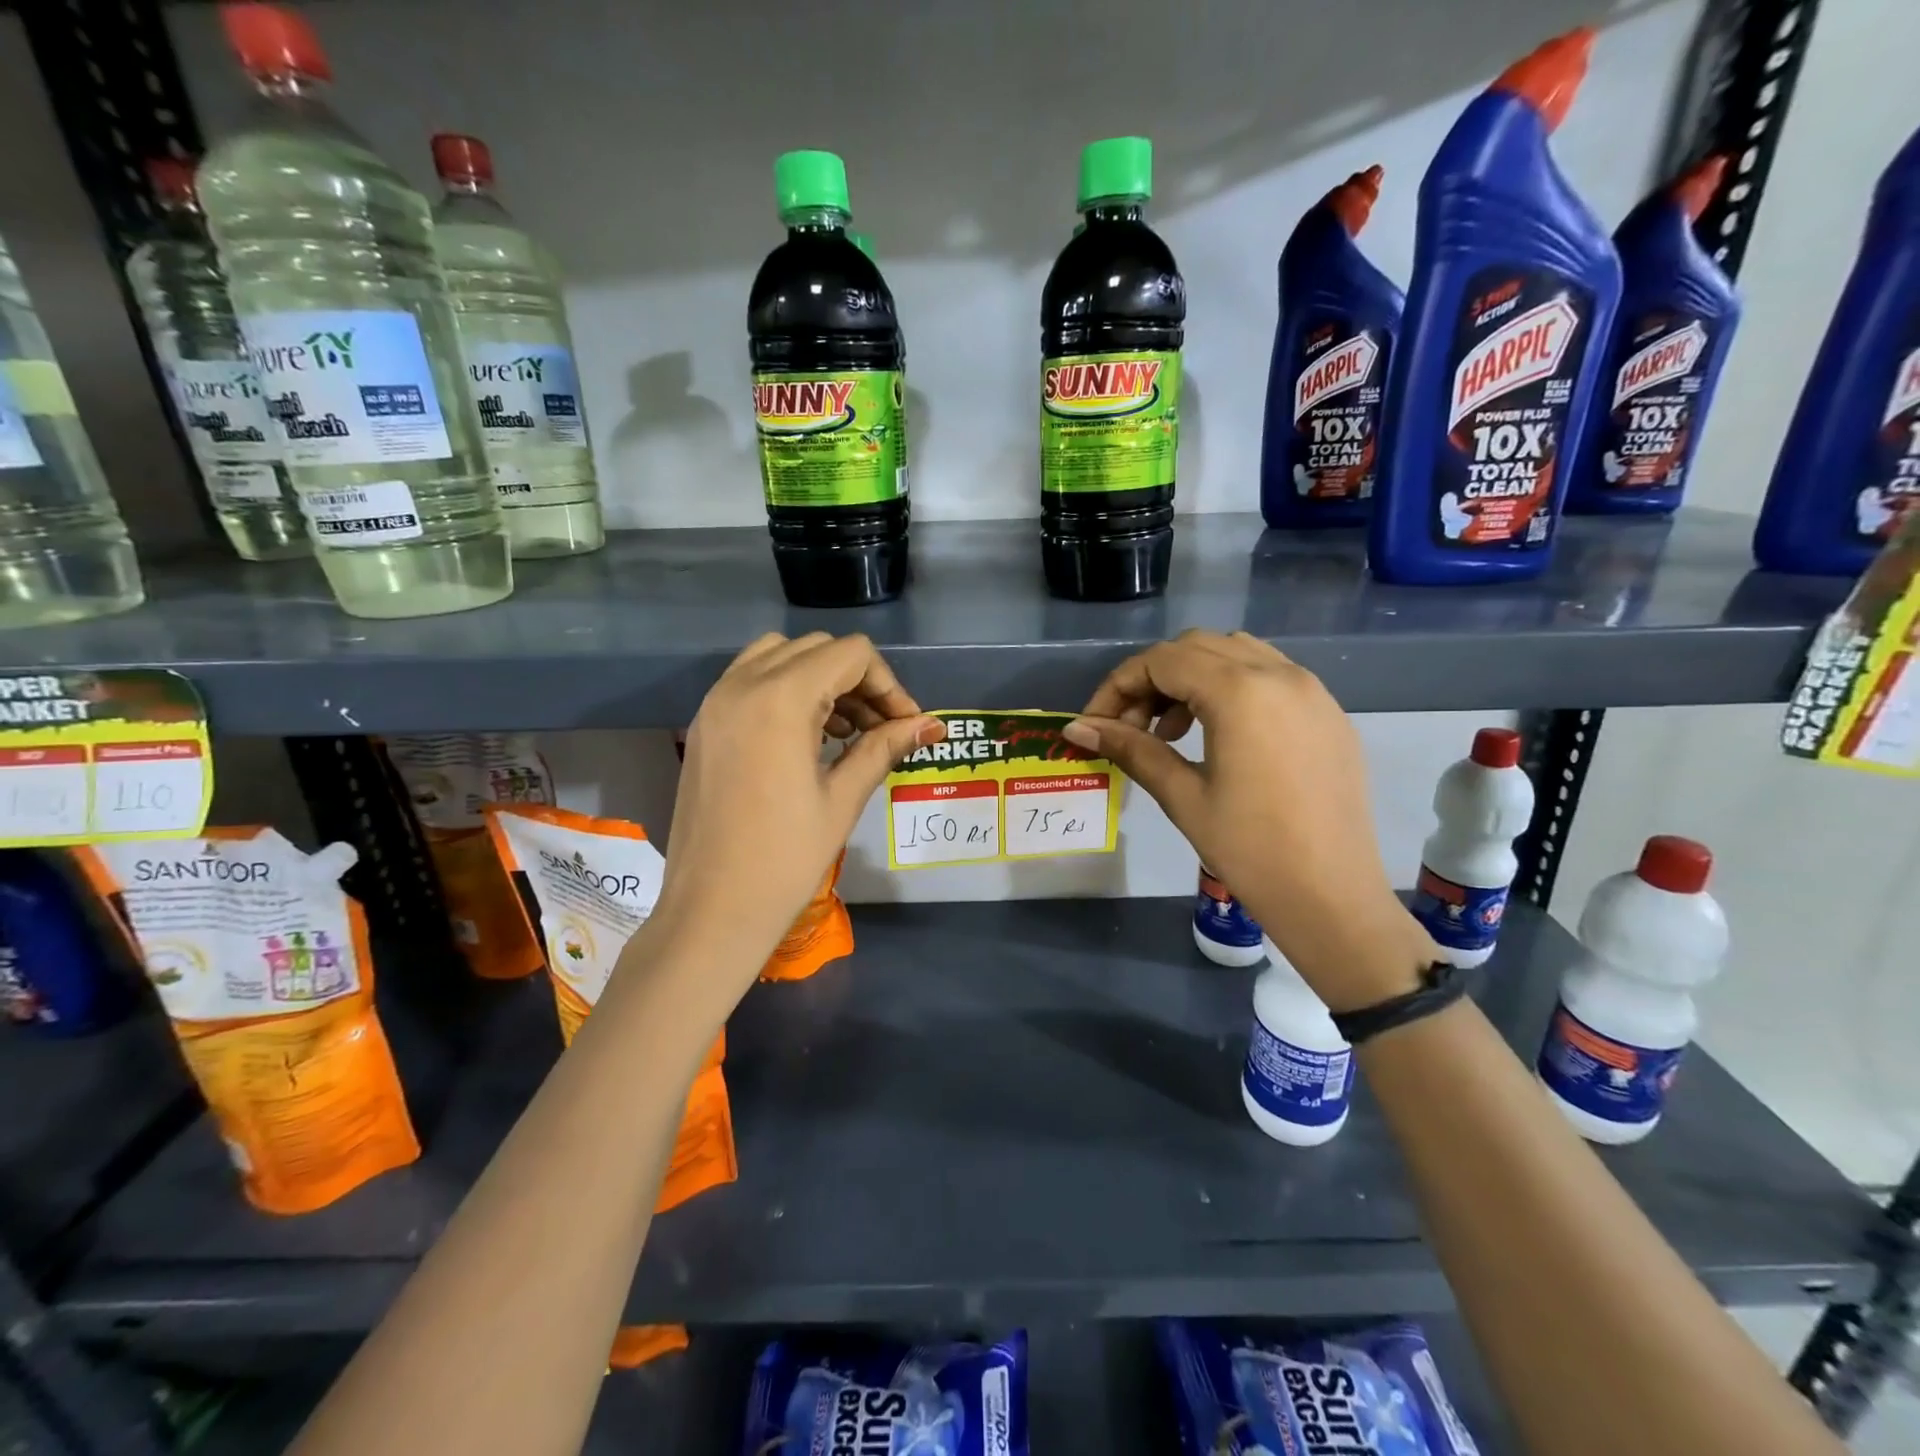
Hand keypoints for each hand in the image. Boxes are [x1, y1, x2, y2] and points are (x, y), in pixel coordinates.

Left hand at [654, 633, 941, 988]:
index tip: (906, 724)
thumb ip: (885, 747)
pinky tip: (807, 736)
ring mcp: (715, 701)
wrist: (712, 910)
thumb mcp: (843, 798)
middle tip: (881, 728)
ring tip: (846, 731)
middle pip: (817, 649)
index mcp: (779, 698)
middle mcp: (741, 684)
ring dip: (821, 679)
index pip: (850, 655)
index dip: (888, 684)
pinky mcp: (704, 723)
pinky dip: (786, 689)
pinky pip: (750, 679)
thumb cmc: (785, 859)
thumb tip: (930, 724)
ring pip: (780, 656)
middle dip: (858, 680)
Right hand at [1067, 630, 1432, 1011]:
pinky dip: (1232, 688)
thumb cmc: (1250, 850)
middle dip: (1153, 678)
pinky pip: (1271, 676)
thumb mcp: (1182, 795)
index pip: (1162, 661)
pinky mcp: (1329, 714)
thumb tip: (1076, 728)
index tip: (1095, 723)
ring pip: (1236, 654)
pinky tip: (1218, 735)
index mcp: (1241, 692)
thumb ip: (1130, 748)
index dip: (1118, 686)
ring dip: (1192, 678)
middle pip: (1197, 647)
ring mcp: (1312, 691)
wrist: (1332, 898)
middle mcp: (1281, 674)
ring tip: (1170, 730)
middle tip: (1130, 726)